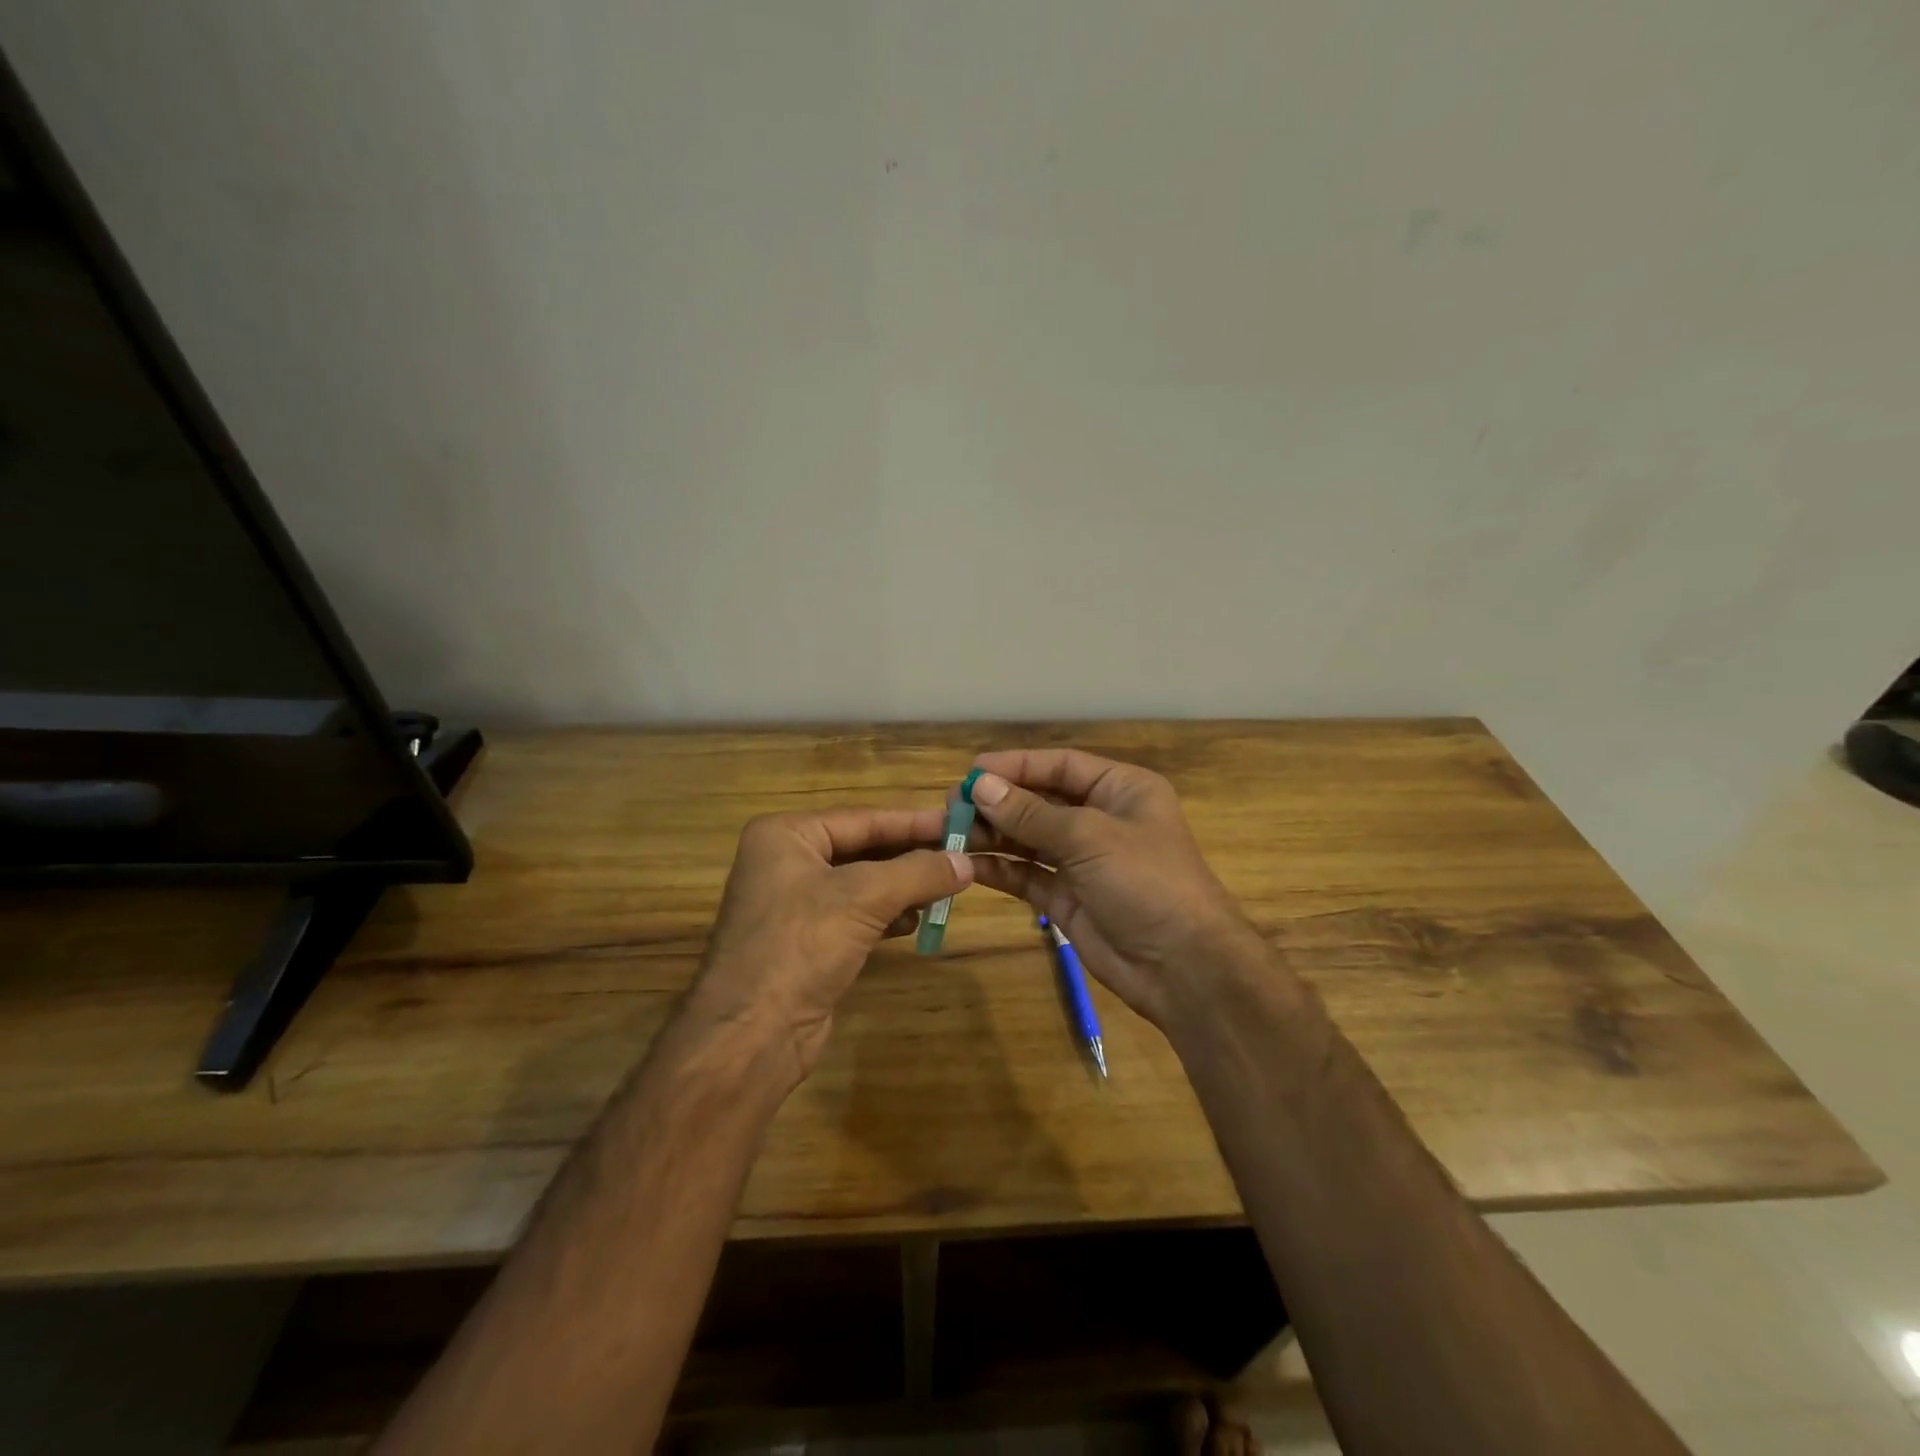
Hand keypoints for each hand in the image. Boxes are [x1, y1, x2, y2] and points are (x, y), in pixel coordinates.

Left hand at [689, 807, 972, 1083]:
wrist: (752, 1035)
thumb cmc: (801, 946)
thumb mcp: (864, 898)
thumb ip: (919, 873)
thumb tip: (967, 863)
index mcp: (785, 836)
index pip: (862, 819)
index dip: (913, 822)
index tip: (959, 823)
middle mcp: (785, 862)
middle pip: (862, 849)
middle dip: (910, 856)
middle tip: (960, 856)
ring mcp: (794, 905)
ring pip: (862, 884)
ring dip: (903, 887)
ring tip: (946, 889)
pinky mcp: (806, 942)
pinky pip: (855, 915)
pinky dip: (886, 915)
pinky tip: (916, 921)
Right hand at [965, 749, 1260, 1030]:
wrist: (1183, 967)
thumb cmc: (1146, 882)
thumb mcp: (1089, 837)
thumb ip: (1031, 813)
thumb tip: (980, 786)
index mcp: (1120, 790)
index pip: (1061, 765)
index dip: (1016, 765)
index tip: (971, 772)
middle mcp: (1101, 819)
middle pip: (1040, 801)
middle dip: (998, 802)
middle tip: (950, 805)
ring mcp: (1083, 861)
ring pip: (1028, 838)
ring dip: (992, 834)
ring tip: (949, 833)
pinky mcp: (1067, 897)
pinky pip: (1027, 874)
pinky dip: (1000, 869)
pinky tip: (969, 865)